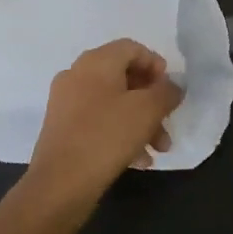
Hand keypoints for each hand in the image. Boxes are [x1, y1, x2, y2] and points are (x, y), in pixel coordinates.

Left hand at [24, 38, 181, 213]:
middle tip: (168, 123)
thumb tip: (173, 86)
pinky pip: (98, 121)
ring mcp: (66, 101)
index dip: (156, 65)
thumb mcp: (147, 111)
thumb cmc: (106, 137)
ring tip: (158, 150)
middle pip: (124, 77)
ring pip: (113, 103)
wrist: (59, 185)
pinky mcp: (62, 128)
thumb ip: (166, 92)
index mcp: (96, 61)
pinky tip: (138, 160)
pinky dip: (120, 133)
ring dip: (140, 122)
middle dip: (151, 101)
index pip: (132, 48)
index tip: (170, 91)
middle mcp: (77, 74)